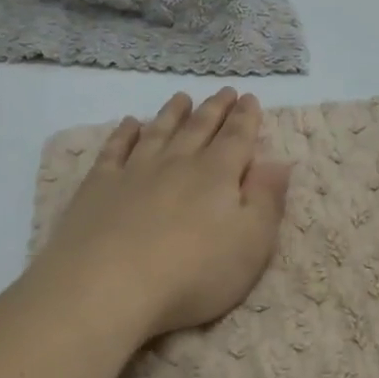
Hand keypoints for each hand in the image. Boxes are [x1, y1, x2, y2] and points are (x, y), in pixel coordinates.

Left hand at [28, 88, 293, 339]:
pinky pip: (115, 150)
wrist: (108, 286)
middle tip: (224, 91)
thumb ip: (267, 200)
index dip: (246, 118)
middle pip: (199, 128)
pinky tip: (129, 123)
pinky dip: (124, 134)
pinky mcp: (99, 186)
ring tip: (182, 98)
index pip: (237, 138)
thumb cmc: (192, 274)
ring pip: (158, 132)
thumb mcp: (251, 244)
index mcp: (217, 175)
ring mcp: (134, 171)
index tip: (249, 98)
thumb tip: (279, 162)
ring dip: (172, 113)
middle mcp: (177, 163)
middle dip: (215, 109)